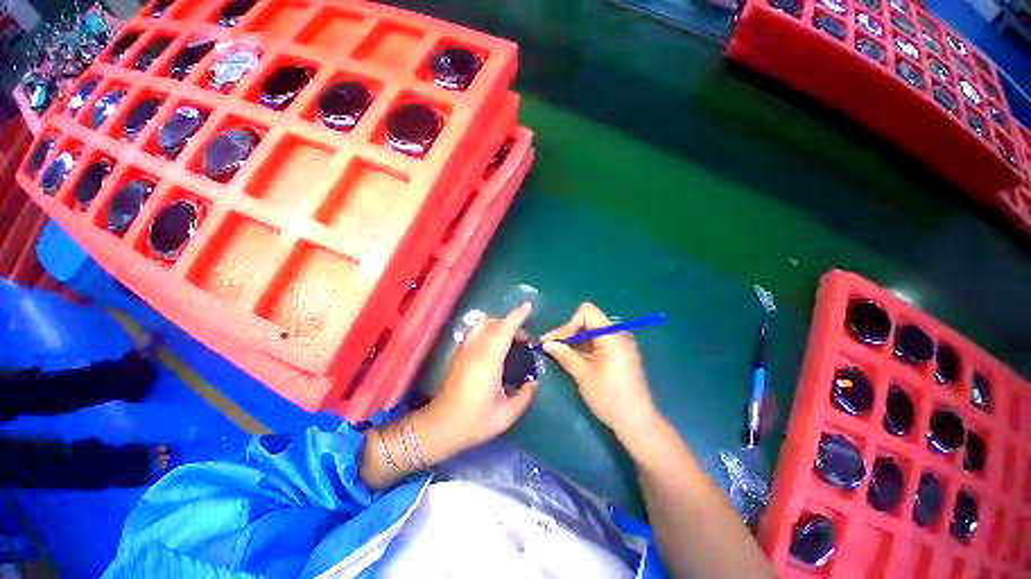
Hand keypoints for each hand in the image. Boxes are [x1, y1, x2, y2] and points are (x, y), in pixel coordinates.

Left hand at [419, 303, 537, 460]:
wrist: (439, 427)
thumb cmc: (473, 422)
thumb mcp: (506, 416)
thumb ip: (525, 396)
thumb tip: (534, 381)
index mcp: (487, 362)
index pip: (503, 331)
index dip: (516, 316)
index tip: (528, 307)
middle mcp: (475, 350)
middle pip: (494, 323)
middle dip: (512, 322)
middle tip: (525, 338)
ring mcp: (465, 350)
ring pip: (482, 324)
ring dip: (499, 324)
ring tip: (512, 338)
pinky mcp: (459, 353)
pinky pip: (476, 331)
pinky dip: (490, 328)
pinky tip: (497, 344)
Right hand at [542, 303, 657, 438]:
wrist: (637, 422)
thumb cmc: (610, 398)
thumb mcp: (583, 375)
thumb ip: (565, 355)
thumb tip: (546, 343)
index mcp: (612, 336)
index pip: (587, 312)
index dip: (569, 324)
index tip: (556, 341)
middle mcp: (618, 334)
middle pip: (588, 320)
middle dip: (568, 331)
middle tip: (551, 346)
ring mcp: (620, 344)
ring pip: (591, 331)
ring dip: (574, 339)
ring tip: (558, 352)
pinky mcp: (618, 353)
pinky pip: (597, 342)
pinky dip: (583, 347)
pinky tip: (572, 357)